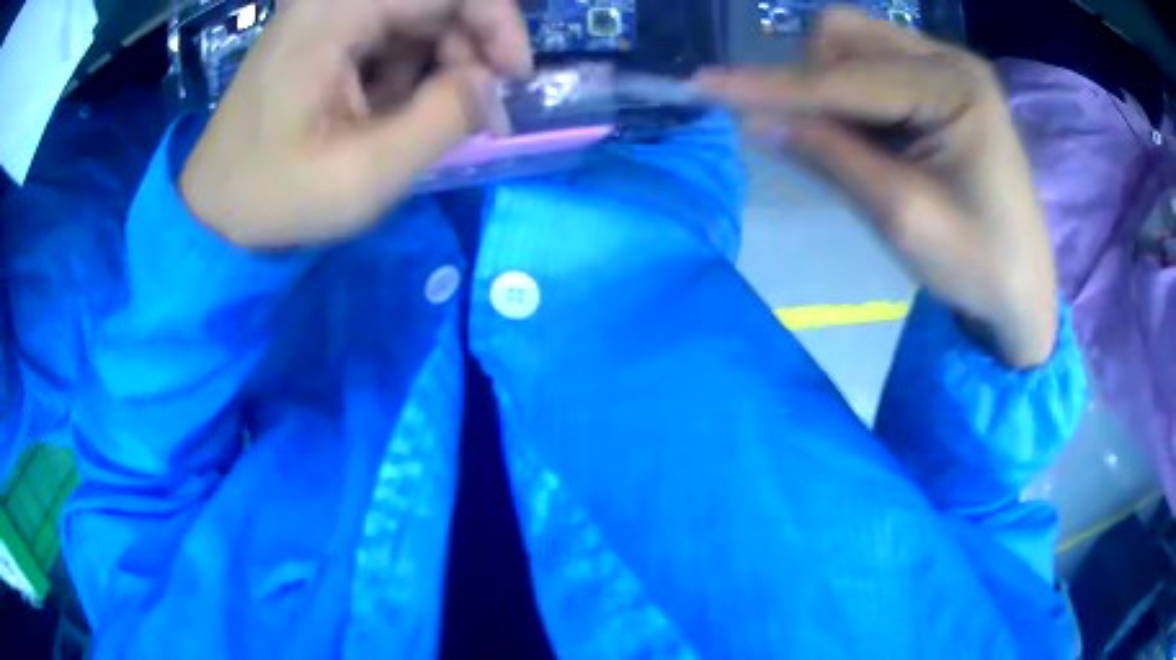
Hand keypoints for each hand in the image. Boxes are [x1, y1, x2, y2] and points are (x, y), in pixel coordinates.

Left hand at [180, 0, 531, 247]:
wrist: (214, 211)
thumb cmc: (276, 198)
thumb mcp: (366, 175)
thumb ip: (443, 120)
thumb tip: (489, 84)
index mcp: (334, 13)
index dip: (497, 21)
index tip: (514, 76)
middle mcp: (331, 0)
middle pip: (433, 0)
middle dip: (468, 48)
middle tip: (473, 110)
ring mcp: (325, 15)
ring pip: (417, 18)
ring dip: (439, 65)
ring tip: (423, 121)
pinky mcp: (323, 36)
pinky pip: (390, 36)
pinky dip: (409, 71)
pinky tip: (391, 112)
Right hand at [697, 9, 1058, 367]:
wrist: (1024, 291)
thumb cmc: (978, 266)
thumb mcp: (903, 218)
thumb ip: (831, 158)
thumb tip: (756, 121)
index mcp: (954, 87)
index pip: (844, 78)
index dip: (772, 85)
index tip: (704, 85)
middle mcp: (949, 58)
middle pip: (845, 37)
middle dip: (811, 80)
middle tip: (813, 140)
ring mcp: (949, 67)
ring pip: (856, 47)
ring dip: (831, 89)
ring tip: (854, 149)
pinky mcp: (945, 84)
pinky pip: (877, 68)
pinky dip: (855, 98)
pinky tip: (873, 141)